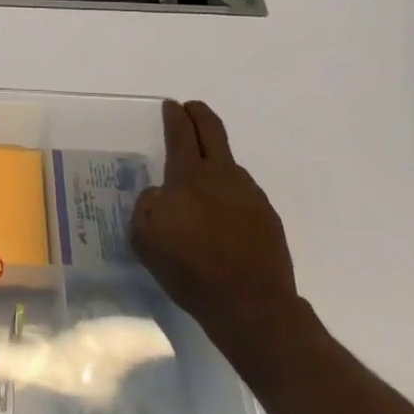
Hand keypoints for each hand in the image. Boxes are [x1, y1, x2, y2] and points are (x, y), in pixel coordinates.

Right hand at [131, 100, 303, 372]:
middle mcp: (222, 175)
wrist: (252, 307)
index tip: (172, 106)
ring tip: (202, 177)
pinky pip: (242, 194)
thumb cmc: (190, 268)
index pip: (181, 133)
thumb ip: (148, 204)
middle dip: (199, 115)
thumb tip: (161, 194)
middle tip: (191, 109)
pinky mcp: (267, 219)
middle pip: (212, 131)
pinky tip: (222, 217)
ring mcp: (250, 196)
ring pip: (229, 165)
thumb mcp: (145, 236)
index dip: (175, 116)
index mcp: (189, 176)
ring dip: (214, 160)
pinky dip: (229, 194)